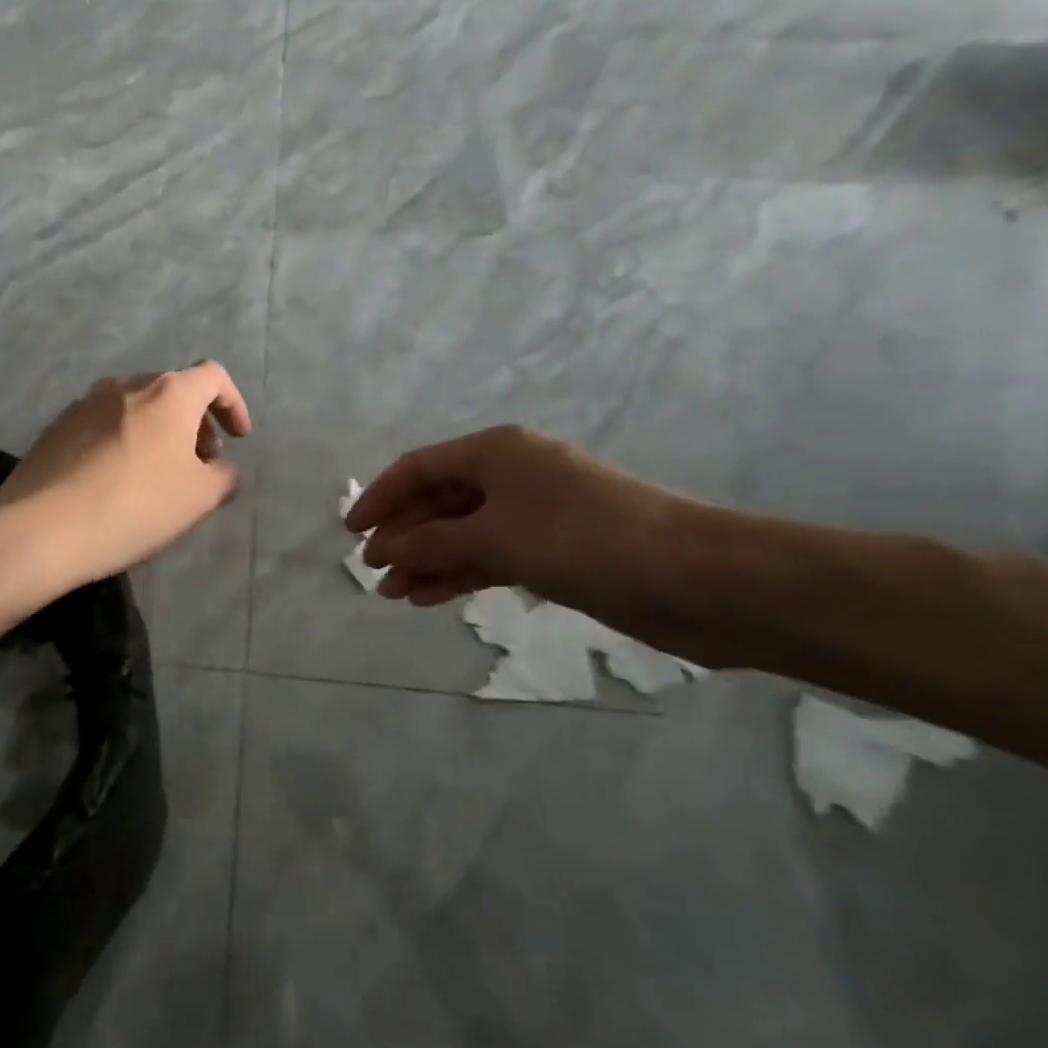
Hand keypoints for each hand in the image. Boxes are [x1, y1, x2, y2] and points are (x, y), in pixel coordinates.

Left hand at [0, 363, 251, 594]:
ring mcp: (85, 403)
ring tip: (159, 474)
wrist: (41, 527)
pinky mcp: (56, 426)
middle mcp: (125, 385)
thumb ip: (222, 476)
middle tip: (201, 463)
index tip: (238, 439)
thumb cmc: (134, 506)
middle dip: (195, 423)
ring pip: (135, 407)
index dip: (233, 404)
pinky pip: (103, 425)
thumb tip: (219, 468)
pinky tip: (116, 480)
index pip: (213, 377)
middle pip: (173, 391)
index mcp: (168, 393)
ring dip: (157, 432)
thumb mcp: (197, 498)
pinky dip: (123, 441)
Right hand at [347, 425, 705, 641]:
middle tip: (373, 570)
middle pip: (439, 500)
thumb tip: (385, 549)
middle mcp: (511, 475)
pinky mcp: (554, 551)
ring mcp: (533, 514)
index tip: (352, 533)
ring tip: (394, 593)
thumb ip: (432, 542)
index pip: (419, 467)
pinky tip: (431, 596)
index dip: (380, 497)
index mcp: (495, 451)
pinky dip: (460, 573)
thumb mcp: (495, 536)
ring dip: (427, 559)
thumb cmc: (583, 539)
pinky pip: (490, 556)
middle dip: (403, 534)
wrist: (696, 578)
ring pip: (463, 532)